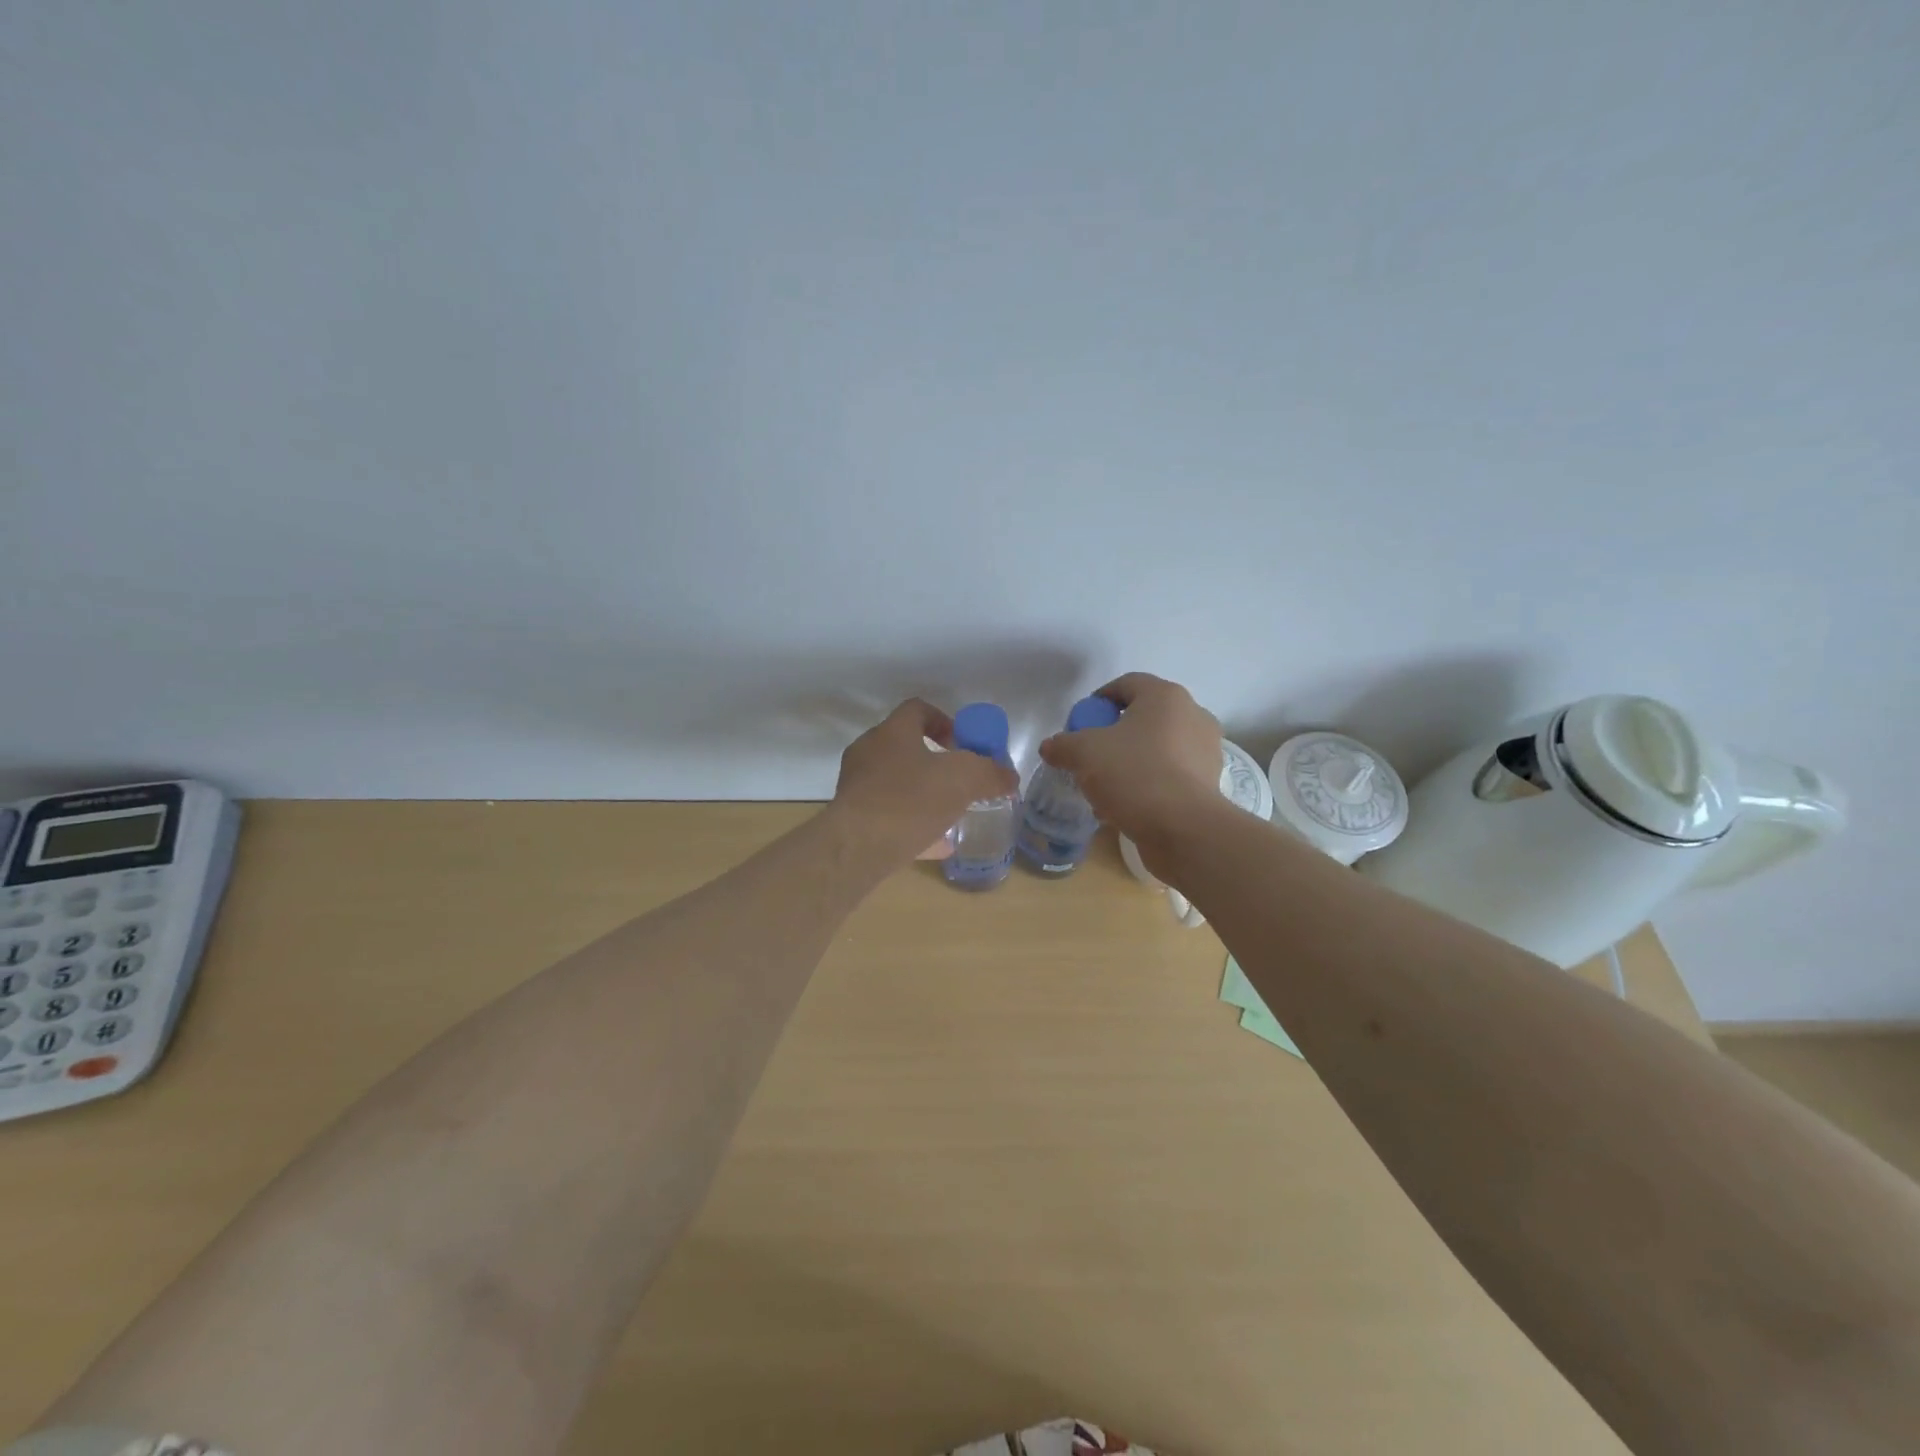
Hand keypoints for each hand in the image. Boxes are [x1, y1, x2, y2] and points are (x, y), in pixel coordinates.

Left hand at [830, 699, 1019, 866]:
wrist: (858, 847)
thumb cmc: (910, 800)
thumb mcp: (964, 780)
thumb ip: (990, 774)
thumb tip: (1009, 776)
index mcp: (892, 732)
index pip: (917, 709)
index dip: (944, 721)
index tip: (963, 743)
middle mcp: (869, 752)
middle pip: (904, 746)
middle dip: (934, 760)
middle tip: (958, 778)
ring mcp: (857, 786)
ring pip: (895, 782)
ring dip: (922, 792)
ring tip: (949, 811)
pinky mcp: (852, 819)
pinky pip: (888, 814)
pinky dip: (912, 823)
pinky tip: (937, 844)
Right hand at [1037, 673, 1223, 846]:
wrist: (1183, 828)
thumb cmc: (1134, 774)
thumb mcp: (1083, 754)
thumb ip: (1062, 744)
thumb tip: (1051, 747)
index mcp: (1165, 696)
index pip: (1125, 684)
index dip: (1097, 700)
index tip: (1079, 725)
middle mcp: (1192, 715)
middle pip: (1143, 716)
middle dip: (1114, 734)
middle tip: (1090, 755)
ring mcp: (1205, 749)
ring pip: (1157, 747)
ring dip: (1130, 760)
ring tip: (1106, 785)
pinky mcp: (1208, 782)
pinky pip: (1170, 773)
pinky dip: (1148, 782)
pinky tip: (1127, 804)